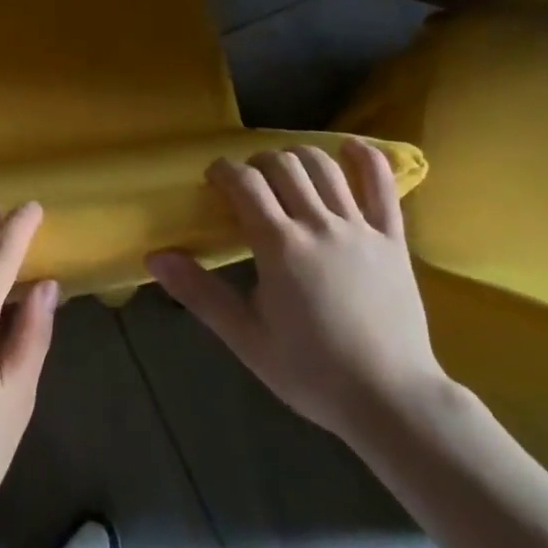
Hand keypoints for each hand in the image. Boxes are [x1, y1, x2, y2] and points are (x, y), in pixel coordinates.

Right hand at [147, 143, 446, 444]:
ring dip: (297, 157)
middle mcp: (318, 224)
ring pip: (324, 166)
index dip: (223, 171)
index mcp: (279, 245)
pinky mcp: (393, 238)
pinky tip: (350, 148)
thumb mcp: (246, 338)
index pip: (244, 183)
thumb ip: (200, 293)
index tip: (214, 179)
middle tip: (247, 184)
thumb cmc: (311, 372)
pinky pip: (382, 186)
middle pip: (282, 165)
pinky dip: (365, 159)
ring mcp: (359, 228)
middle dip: (256, 163)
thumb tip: (155, 257)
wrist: (390, 400)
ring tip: (285, 170)